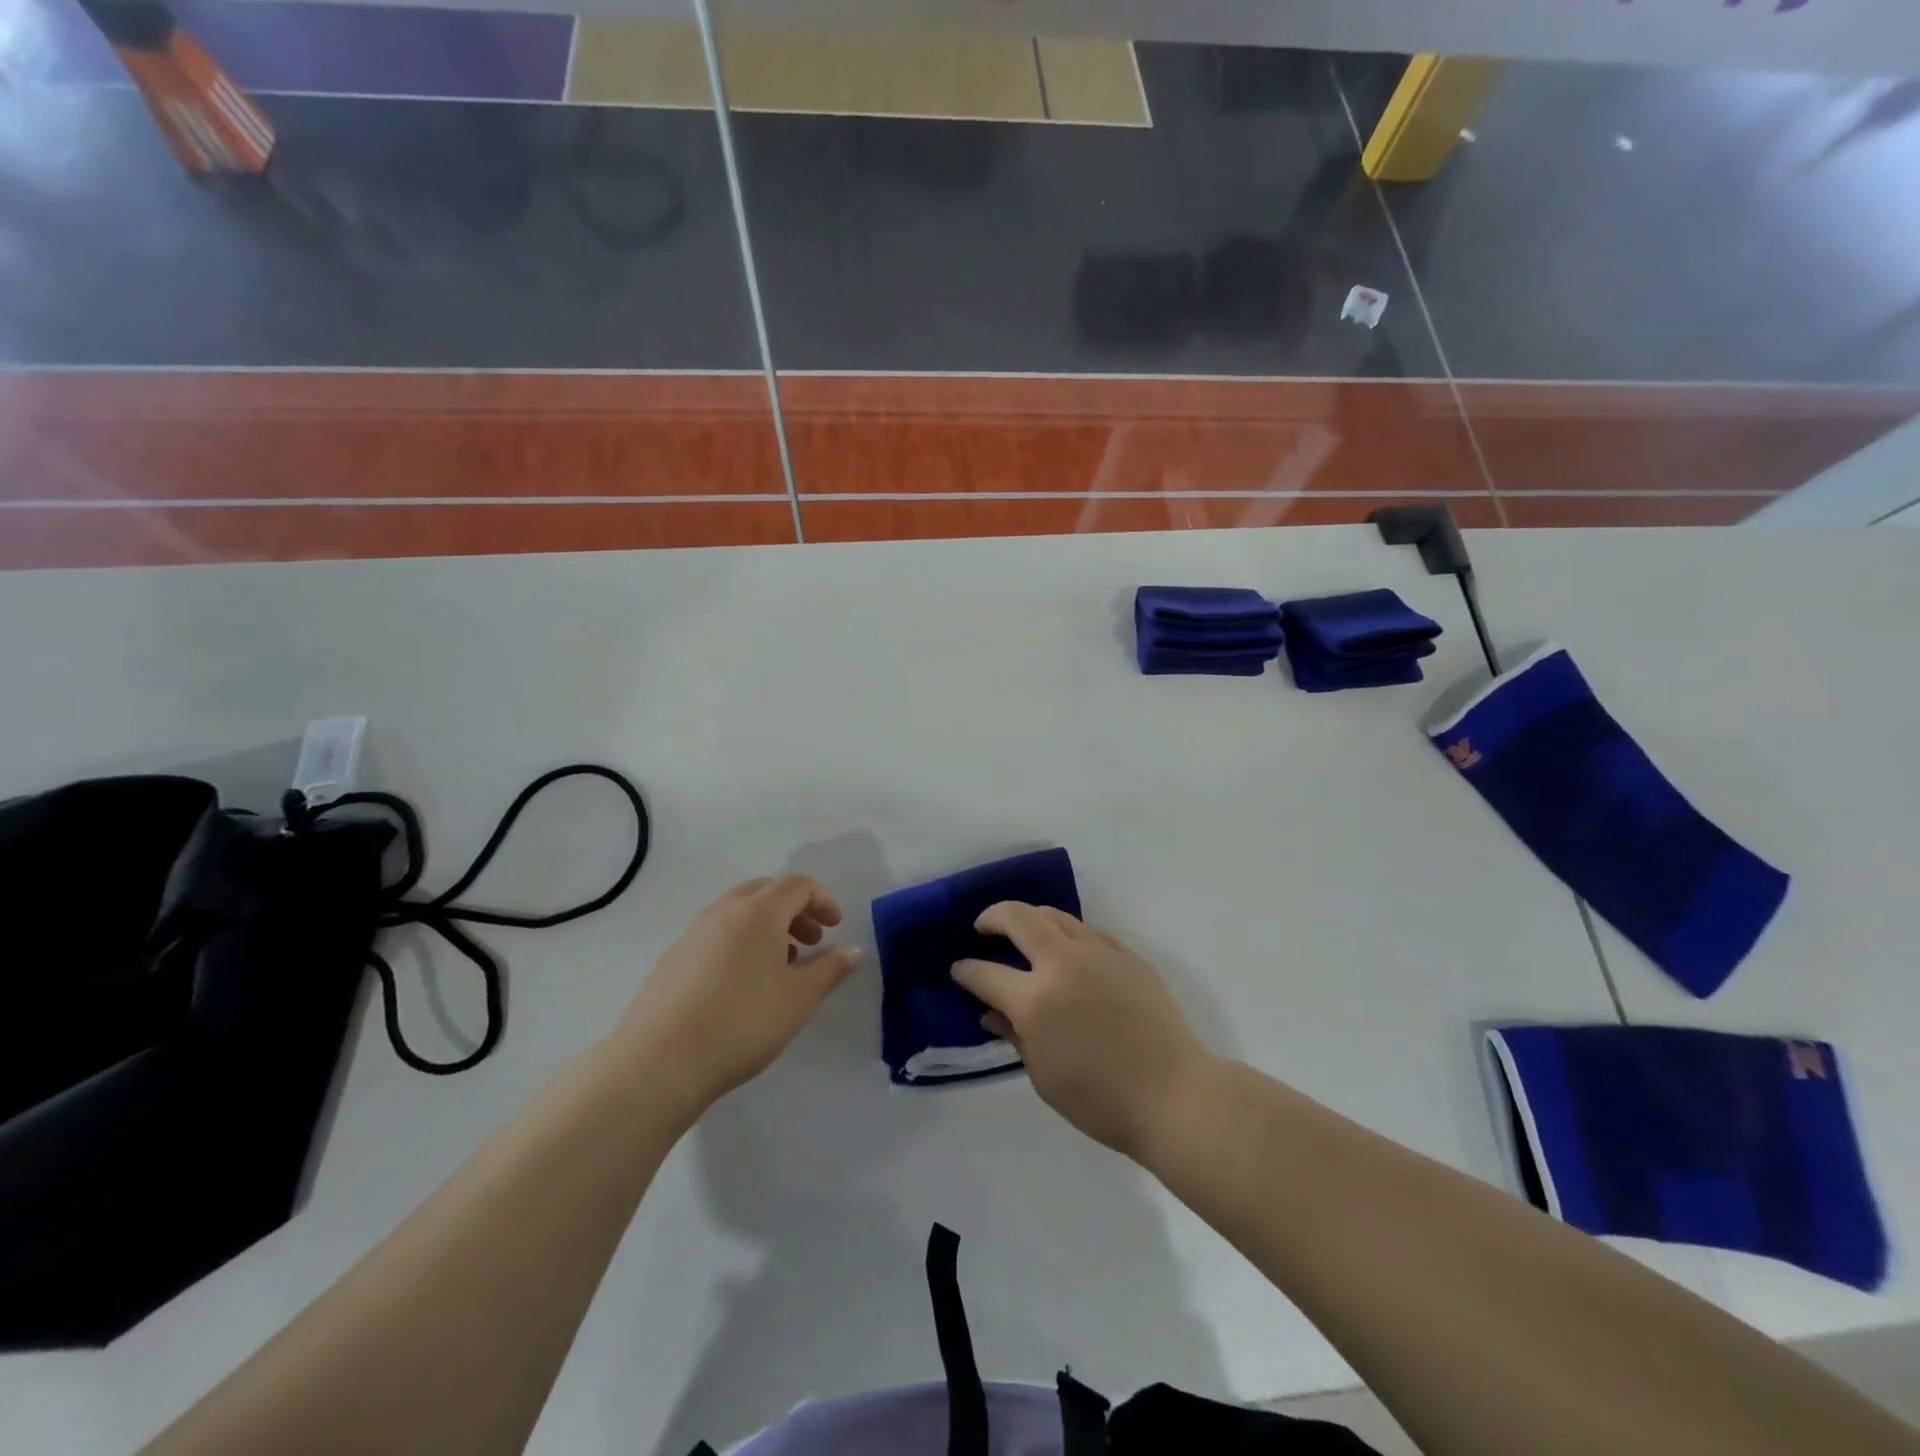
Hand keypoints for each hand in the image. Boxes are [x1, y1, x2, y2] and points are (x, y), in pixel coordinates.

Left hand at [615, 876, 861, 1115]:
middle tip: (811, 941)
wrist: (660, 1061)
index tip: (835, 928)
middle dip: (794, 910)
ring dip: (767, 927)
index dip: (822, 901)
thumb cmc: (742, 1022)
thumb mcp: (798, 999)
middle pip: (765, 891)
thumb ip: (830, 970)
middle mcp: (723, 912)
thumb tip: (853, 951)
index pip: (797, 885)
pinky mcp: (672, 959)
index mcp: (758, 912)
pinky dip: (740, 942)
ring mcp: (693, 933)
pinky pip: (716, 934)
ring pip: (738, 913)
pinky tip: (742, 984)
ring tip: (780, 965)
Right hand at [952, 904, 1210, 1158]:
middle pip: (1019, 918)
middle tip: (982, 927)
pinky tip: (1068, 952)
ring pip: (1056, 916)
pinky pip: (1089, 932)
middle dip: (992, 917)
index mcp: (1036, 999)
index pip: (986, 974)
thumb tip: (992, 1012)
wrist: (1174, 1094)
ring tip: (1022, 932)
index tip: (958, 971)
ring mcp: (1100, 953)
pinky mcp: (1128, 956)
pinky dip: (1068, 935)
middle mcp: (1064, 963)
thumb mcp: (1043, 1075)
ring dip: (1031, 919)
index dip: (966, 971)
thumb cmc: (1100, 1099)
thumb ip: (1014, 1034)